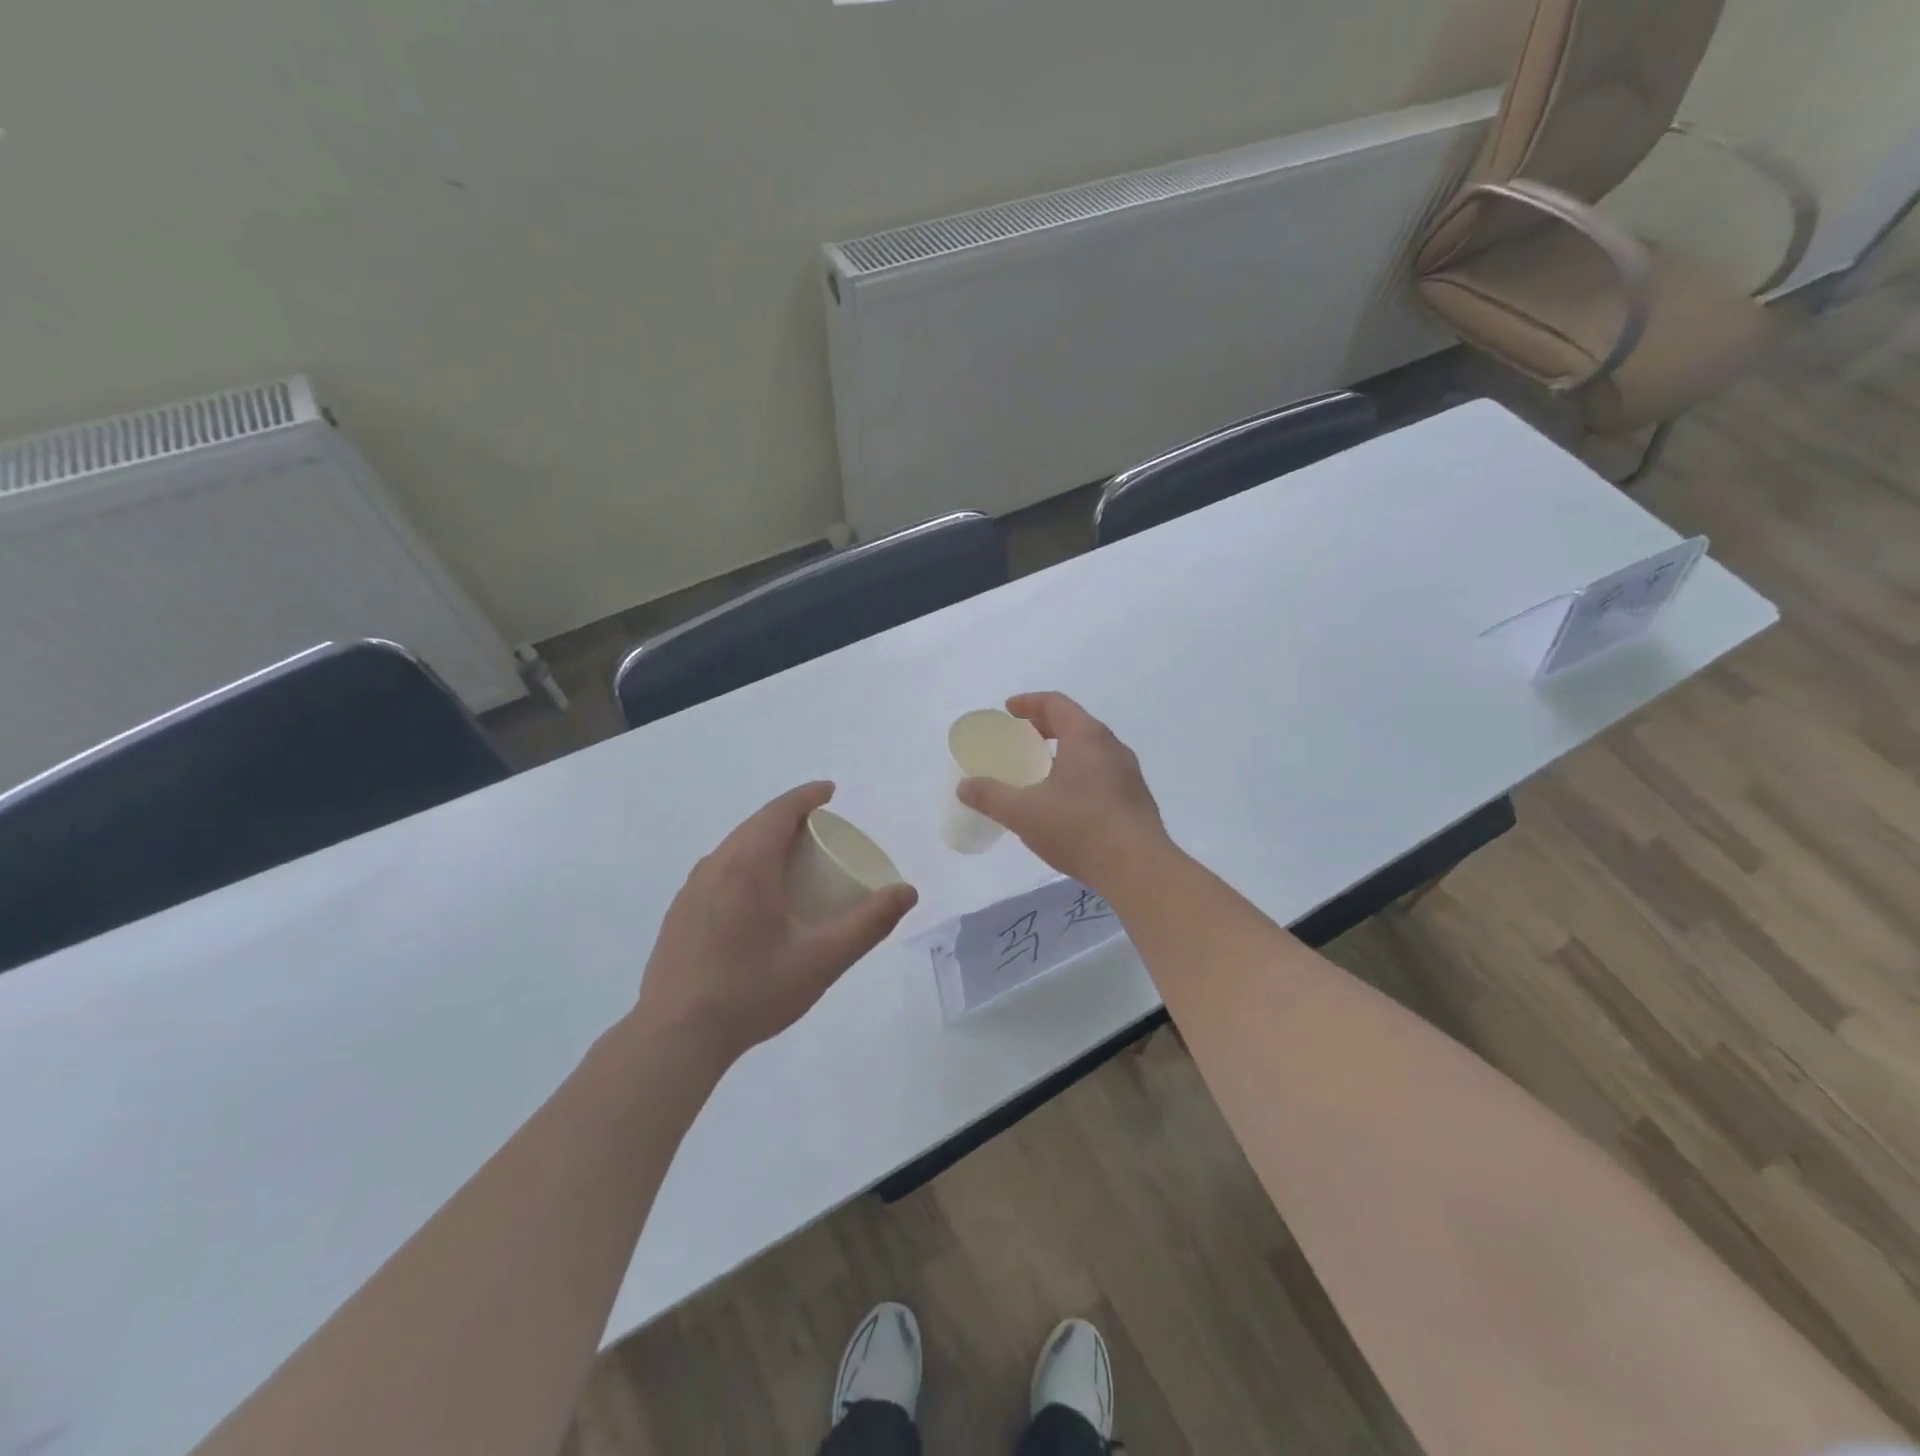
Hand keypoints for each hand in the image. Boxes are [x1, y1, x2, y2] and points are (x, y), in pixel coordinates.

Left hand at [633, 782, 917, 1065]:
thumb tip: (907, 892)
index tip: (830, 792)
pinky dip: (746, 864)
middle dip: (790, 818)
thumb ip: (868, 924)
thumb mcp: (822, 960)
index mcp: (747, 867)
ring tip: (793, 860)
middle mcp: (715, 867)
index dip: (807, 796)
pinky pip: (719, 870)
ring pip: (734, 848)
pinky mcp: (679, 913)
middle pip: (755, 825)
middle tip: (821, 830)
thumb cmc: (752, 992)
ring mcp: (691, 890)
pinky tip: (757, 898)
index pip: (779, 812)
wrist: (674, 1037)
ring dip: (765, 841)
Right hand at [956, 692, 1170, 892]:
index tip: (1008, 710)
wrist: (1138, 868)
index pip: (1056, 704)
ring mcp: (1128, 774)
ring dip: (1063, 753)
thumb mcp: (1023, 812)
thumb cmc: (1078, 828)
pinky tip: (1063, 803)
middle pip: (1075, 724)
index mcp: (1087, 737)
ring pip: (1090, 751)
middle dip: (1045, 727)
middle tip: (1020, 739)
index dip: (1029, 703)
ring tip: (1039, 772)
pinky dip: (1077, 774)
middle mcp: (1112, 747)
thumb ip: (990, 795)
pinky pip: (1100, 774)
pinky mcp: (1135, 800)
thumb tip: (964, 786)